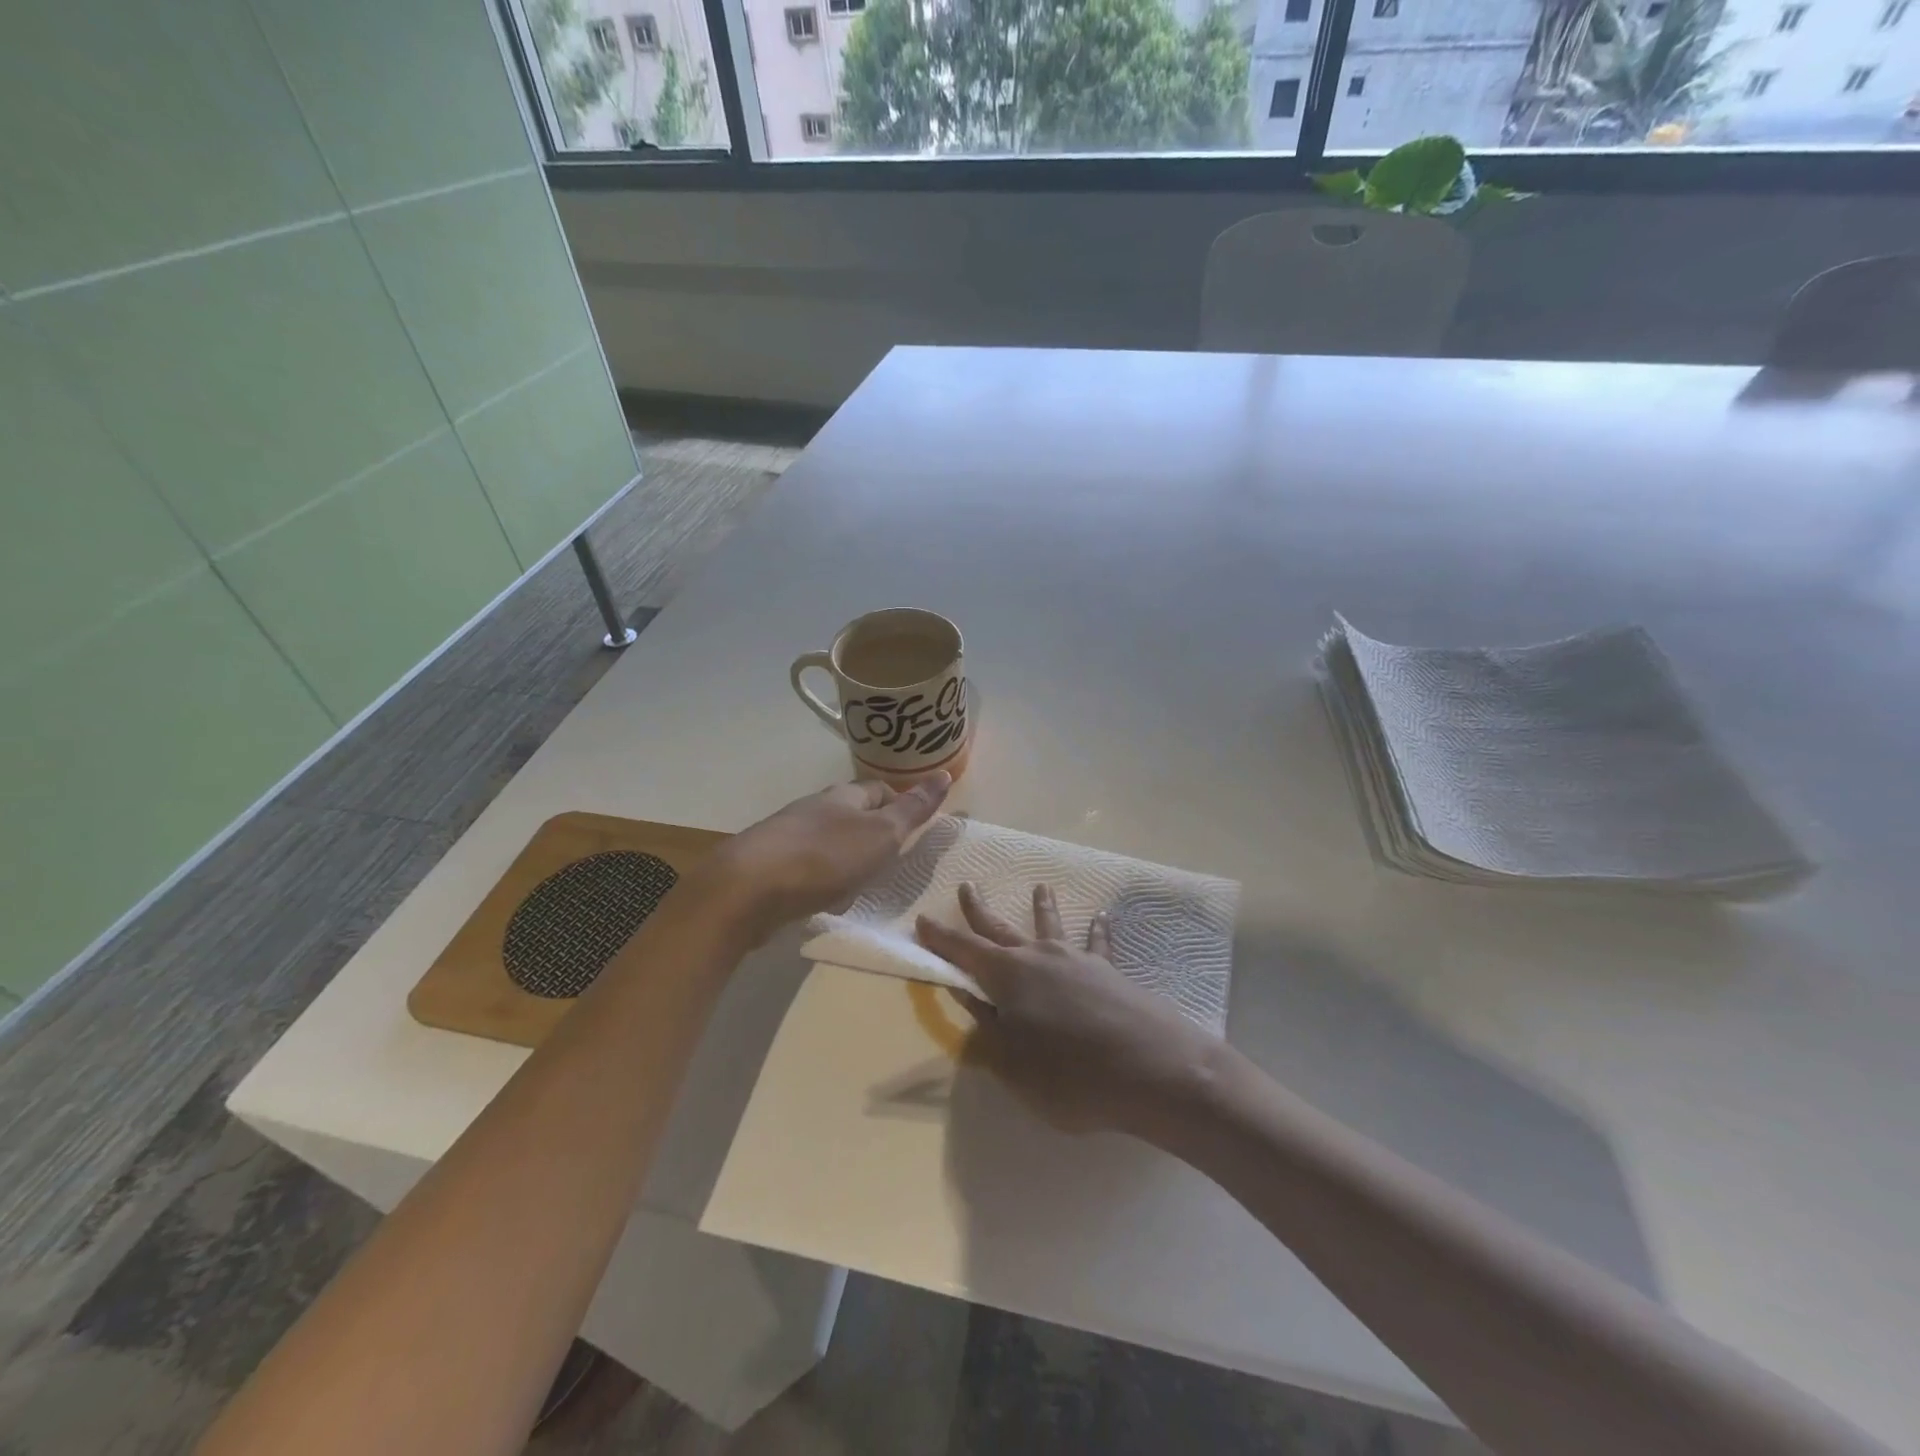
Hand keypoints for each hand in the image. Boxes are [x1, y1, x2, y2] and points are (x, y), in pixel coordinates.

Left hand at [699, 775, 950, 941]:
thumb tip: (944, 773)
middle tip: (893, 862)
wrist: (749, 888)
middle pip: (852, 815)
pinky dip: (822, 880)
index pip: (879, 789)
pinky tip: (825, 901)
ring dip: (847, 860)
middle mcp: (815, 808)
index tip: (914, 829)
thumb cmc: (826, 857)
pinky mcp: (770, 865)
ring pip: (829, 842)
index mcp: (844, 796)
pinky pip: (807, 867)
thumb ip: (913, 809)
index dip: (900, 804)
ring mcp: (789, 836)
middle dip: (873, 835)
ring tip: (861, 887)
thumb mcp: (882, 833)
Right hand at [916, 882, 1223, 1141]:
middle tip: (967, 885)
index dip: (941, 938)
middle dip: (979, 910)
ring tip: (1040, 887)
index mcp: (1008, 977)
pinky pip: (1098, 945)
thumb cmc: (1071, 1075)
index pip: (964, 952)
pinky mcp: (1110, 972)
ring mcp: (1077, 961)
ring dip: (1042, 907)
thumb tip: (969, 1003)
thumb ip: (989, 1033)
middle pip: (1001, 929)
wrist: (1152, 1069)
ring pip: (1051, 927)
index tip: (922, 919)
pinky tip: (1103, 917)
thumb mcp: (1014, 1066)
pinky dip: (1098, 930)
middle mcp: (1039, 958)